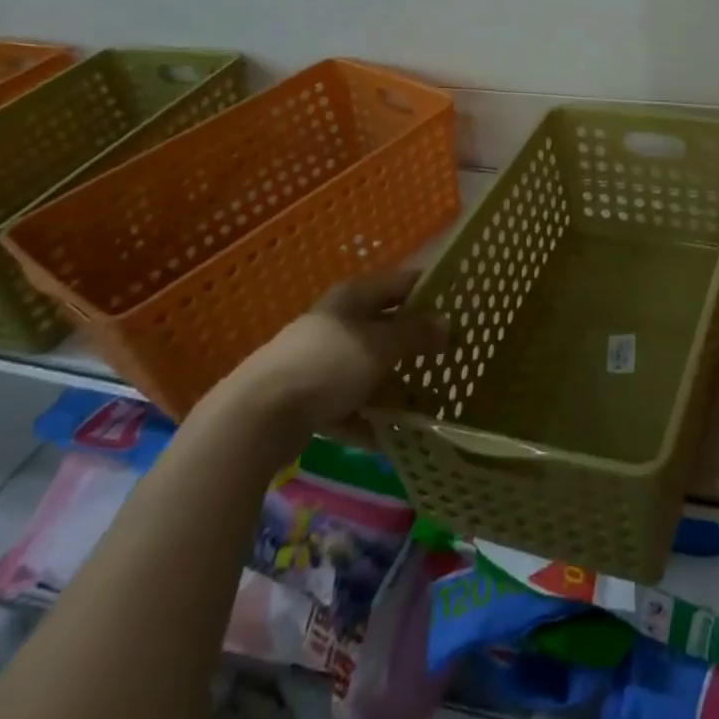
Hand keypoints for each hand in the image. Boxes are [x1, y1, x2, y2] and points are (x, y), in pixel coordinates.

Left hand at [208, 271, 448, 453]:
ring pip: (368, 367)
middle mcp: (337, 323)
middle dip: (415, 340)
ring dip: (394, 382)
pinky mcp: (309, 399)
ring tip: (427, 398)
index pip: (401, 283)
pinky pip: (350, 404)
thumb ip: (415, 334)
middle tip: (450, 354)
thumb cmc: (327, 365)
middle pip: (385, 326)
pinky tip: (391, 436)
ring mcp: (320, 362)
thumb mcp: (381, 346)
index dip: (430, 290)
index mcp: (353, 298)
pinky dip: (368, 417)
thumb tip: (446, 324)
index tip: (461, 305)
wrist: (257, 418)